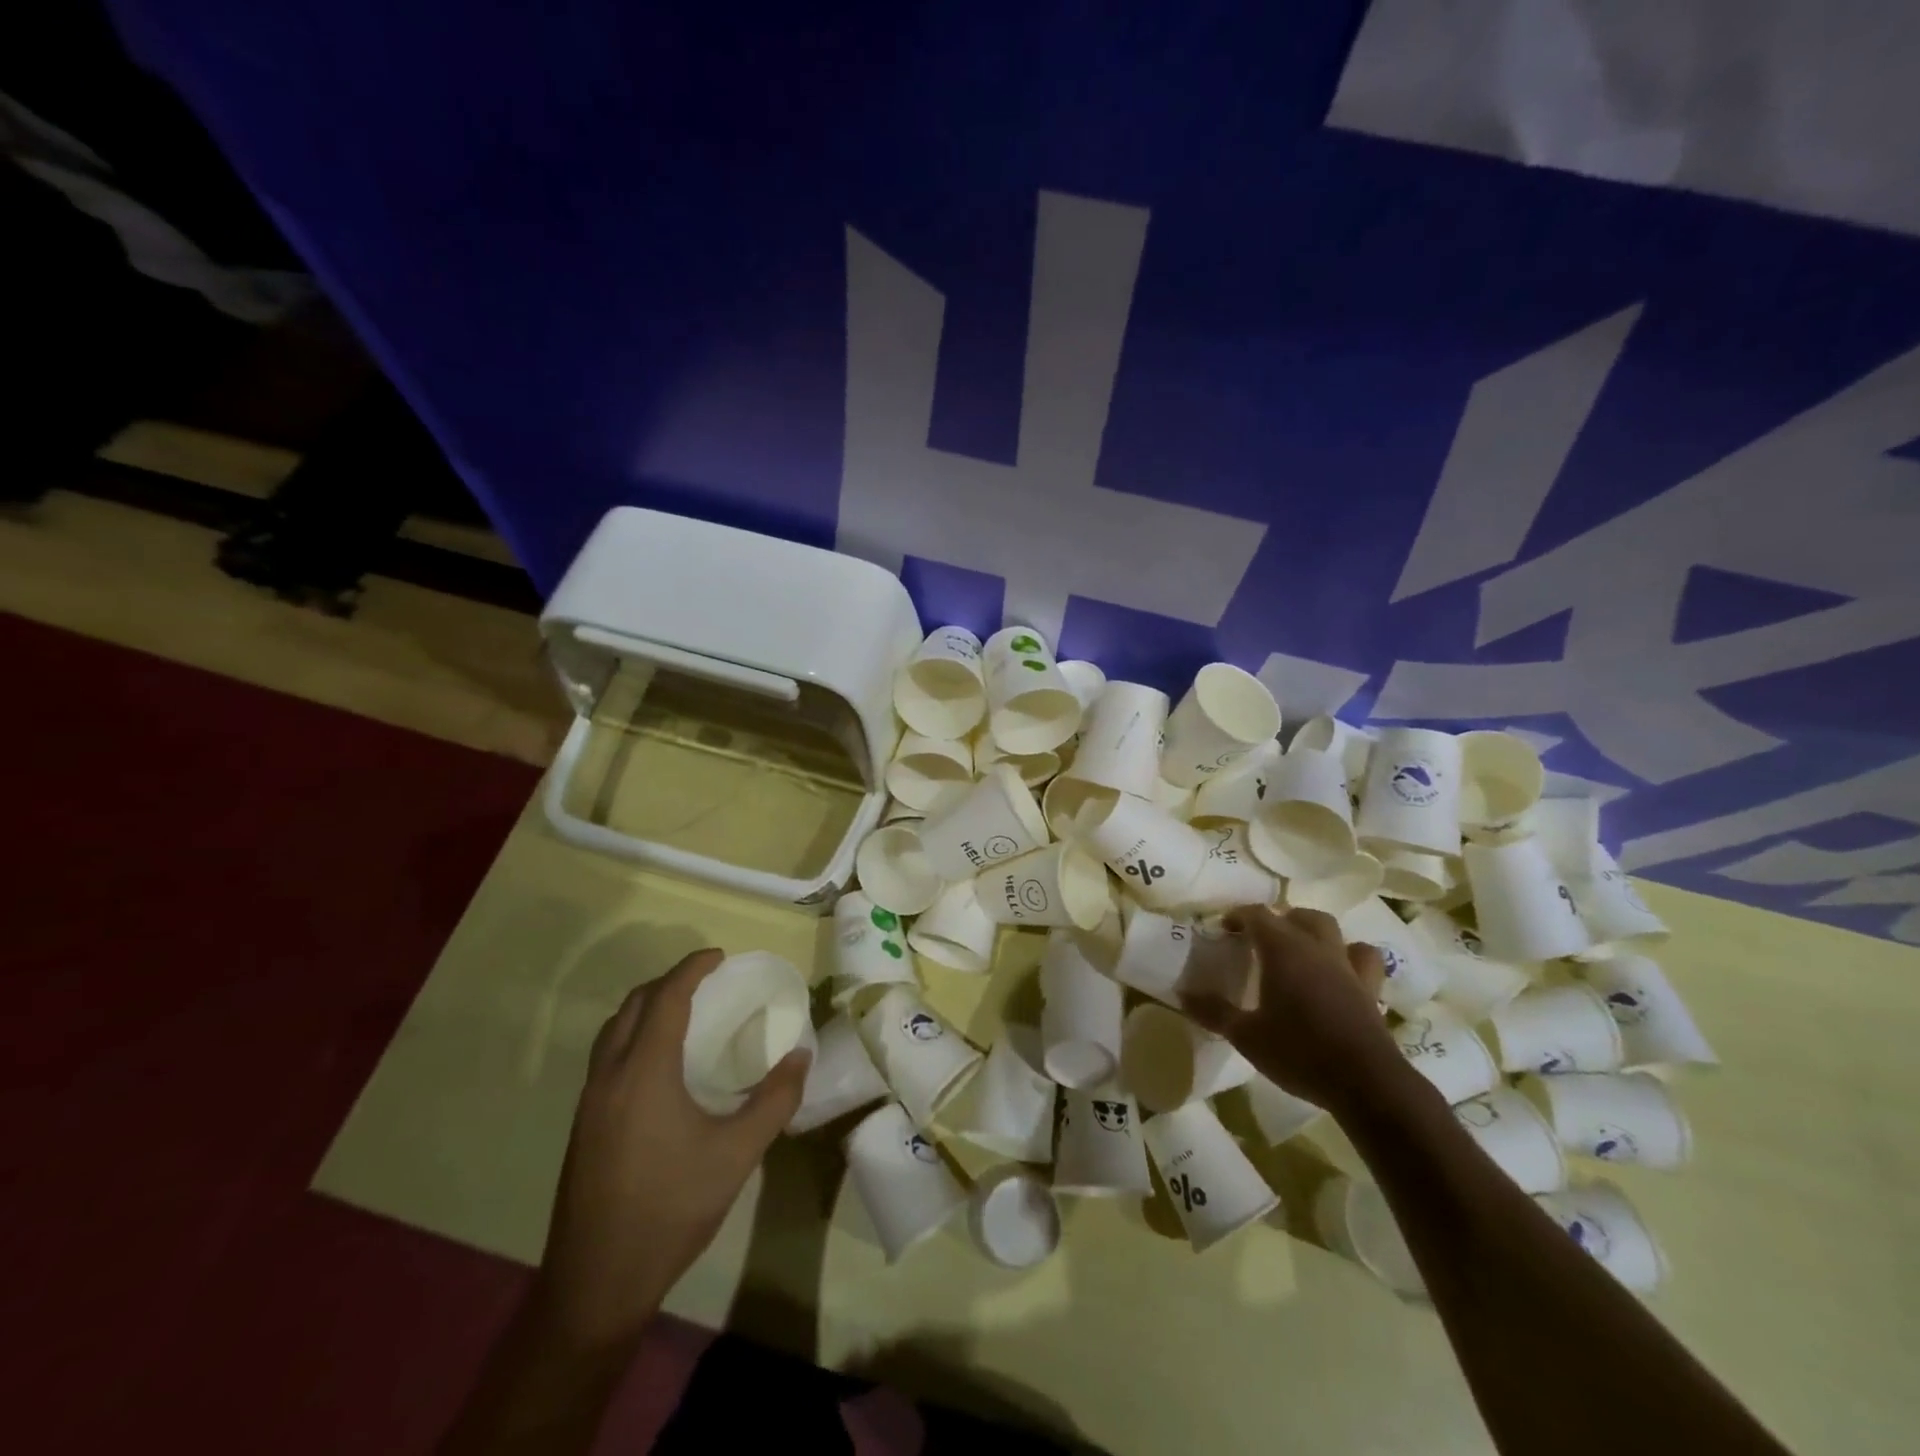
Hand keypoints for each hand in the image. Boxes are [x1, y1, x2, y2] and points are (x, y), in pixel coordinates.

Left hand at [532, 949, 808, 1351]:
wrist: (596, 1284)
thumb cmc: (671, 1210)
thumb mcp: (737, 1154)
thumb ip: (774, 1100)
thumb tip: (801, 1056)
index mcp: (643, 1073)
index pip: (665, 998)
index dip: (691, 969)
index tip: (719, 956)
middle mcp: (609, 1077)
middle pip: (632, 1006)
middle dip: (667, 982)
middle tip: (705, 981)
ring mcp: (589, 1104)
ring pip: (612, 1032)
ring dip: (645, 1008)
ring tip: (683, 1013)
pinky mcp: (583, 1127)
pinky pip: (606, 1058)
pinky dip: (633, 1037)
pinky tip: (659, 1065)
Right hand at [1182, 906, 1404, 1116]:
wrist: (1366, 1083)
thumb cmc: (1299, 1052)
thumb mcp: (1246, 1036)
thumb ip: (1214, 1011)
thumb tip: (1182, 994)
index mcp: (1283, 950)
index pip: (1257, 914)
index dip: (1238, 916)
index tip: (1224, 929)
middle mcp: (1316, 948)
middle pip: (1297, 915)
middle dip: (1277, 920)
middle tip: (1259, 939)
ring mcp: (1347, 966)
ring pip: (1332, 929)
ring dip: (1312, 930)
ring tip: (1298, 948)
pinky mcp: (1371, 989)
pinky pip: (1364, 957)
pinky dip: (1351, 955)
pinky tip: (1340, 970)